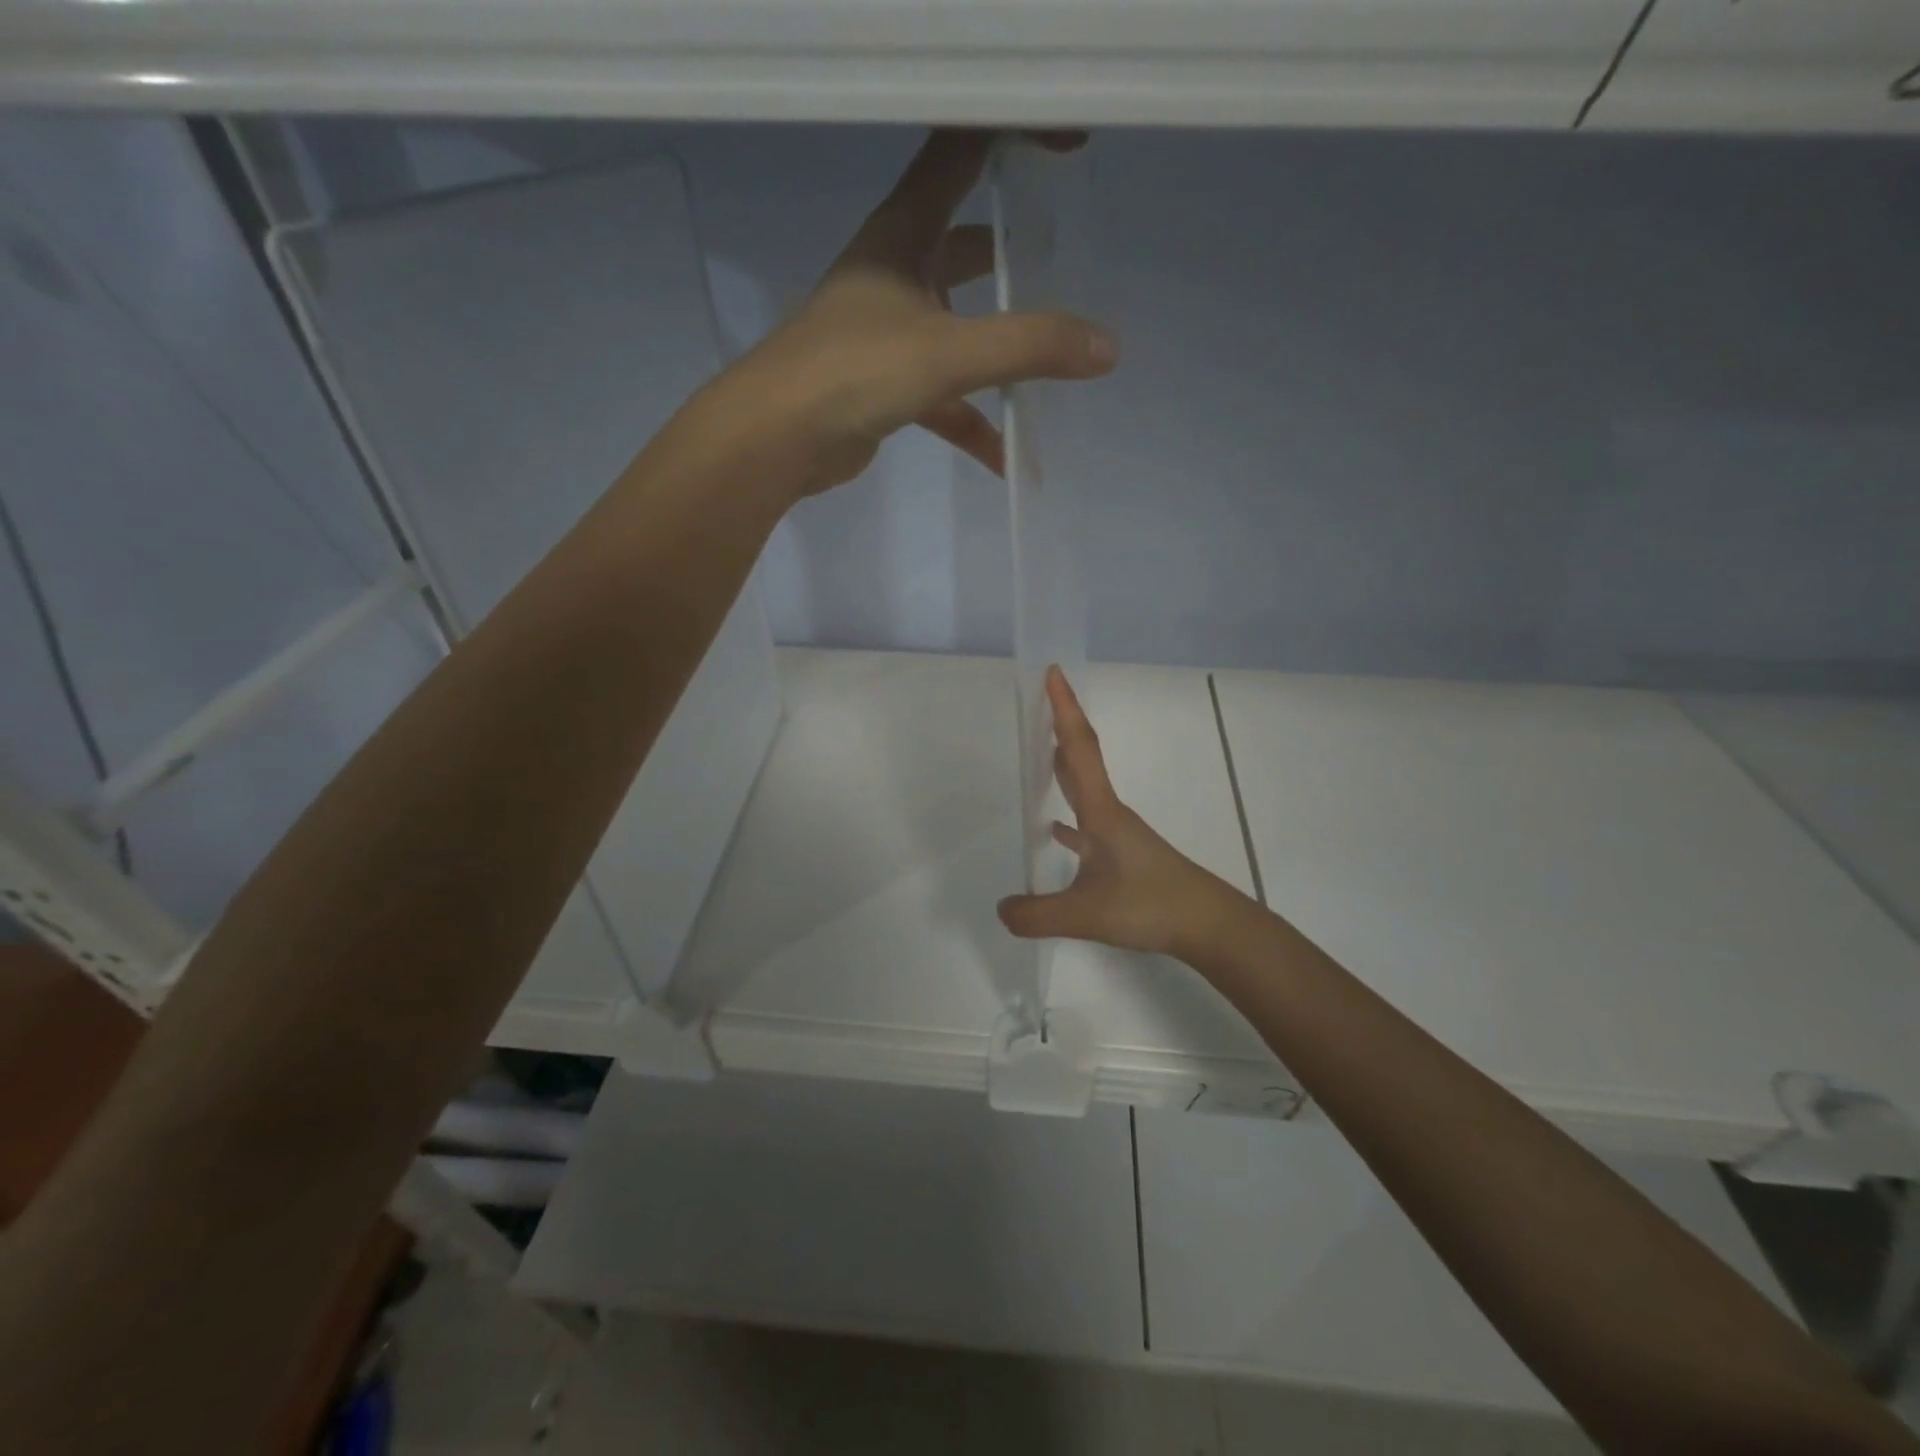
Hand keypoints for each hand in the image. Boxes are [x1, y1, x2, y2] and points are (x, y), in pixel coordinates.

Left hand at [725, 129, 1117, 495]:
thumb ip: (1029, 348)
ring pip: (958, 329)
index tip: (1070, 145)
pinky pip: (942, 397)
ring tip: (1052, 367)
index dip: (1014, 135)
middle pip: (965, 244)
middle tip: (1067, 260)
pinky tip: (1005, 454)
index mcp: (903, 235)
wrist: (777, 439)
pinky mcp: (883, 386)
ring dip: (999, 353)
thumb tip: (1106, 348)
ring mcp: (887, 333)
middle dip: (1014, 252)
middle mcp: (894, 274)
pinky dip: (971, 422)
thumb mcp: (949, 352)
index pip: (961, 153)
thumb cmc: (854, 372)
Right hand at [997, 667, 1247, 958]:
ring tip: (1041, 754)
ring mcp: (1120, 835)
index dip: (1064, 710)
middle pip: (1082, 759)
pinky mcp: (1126, 858)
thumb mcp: (1086, 915)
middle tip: (1038, 703)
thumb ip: (1037, 913)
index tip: (1053, 673)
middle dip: (1061, 728)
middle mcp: (1110, 814)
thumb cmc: (1151, 906)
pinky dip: (1070, 821)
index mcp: (1101, 812)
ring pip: (1085, 791)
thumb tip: (1001, 909)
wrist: (1209, 926)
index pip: (1079, 749)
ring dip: (1065, 768)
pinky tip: (1056, 831)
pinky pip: (1089, 826)